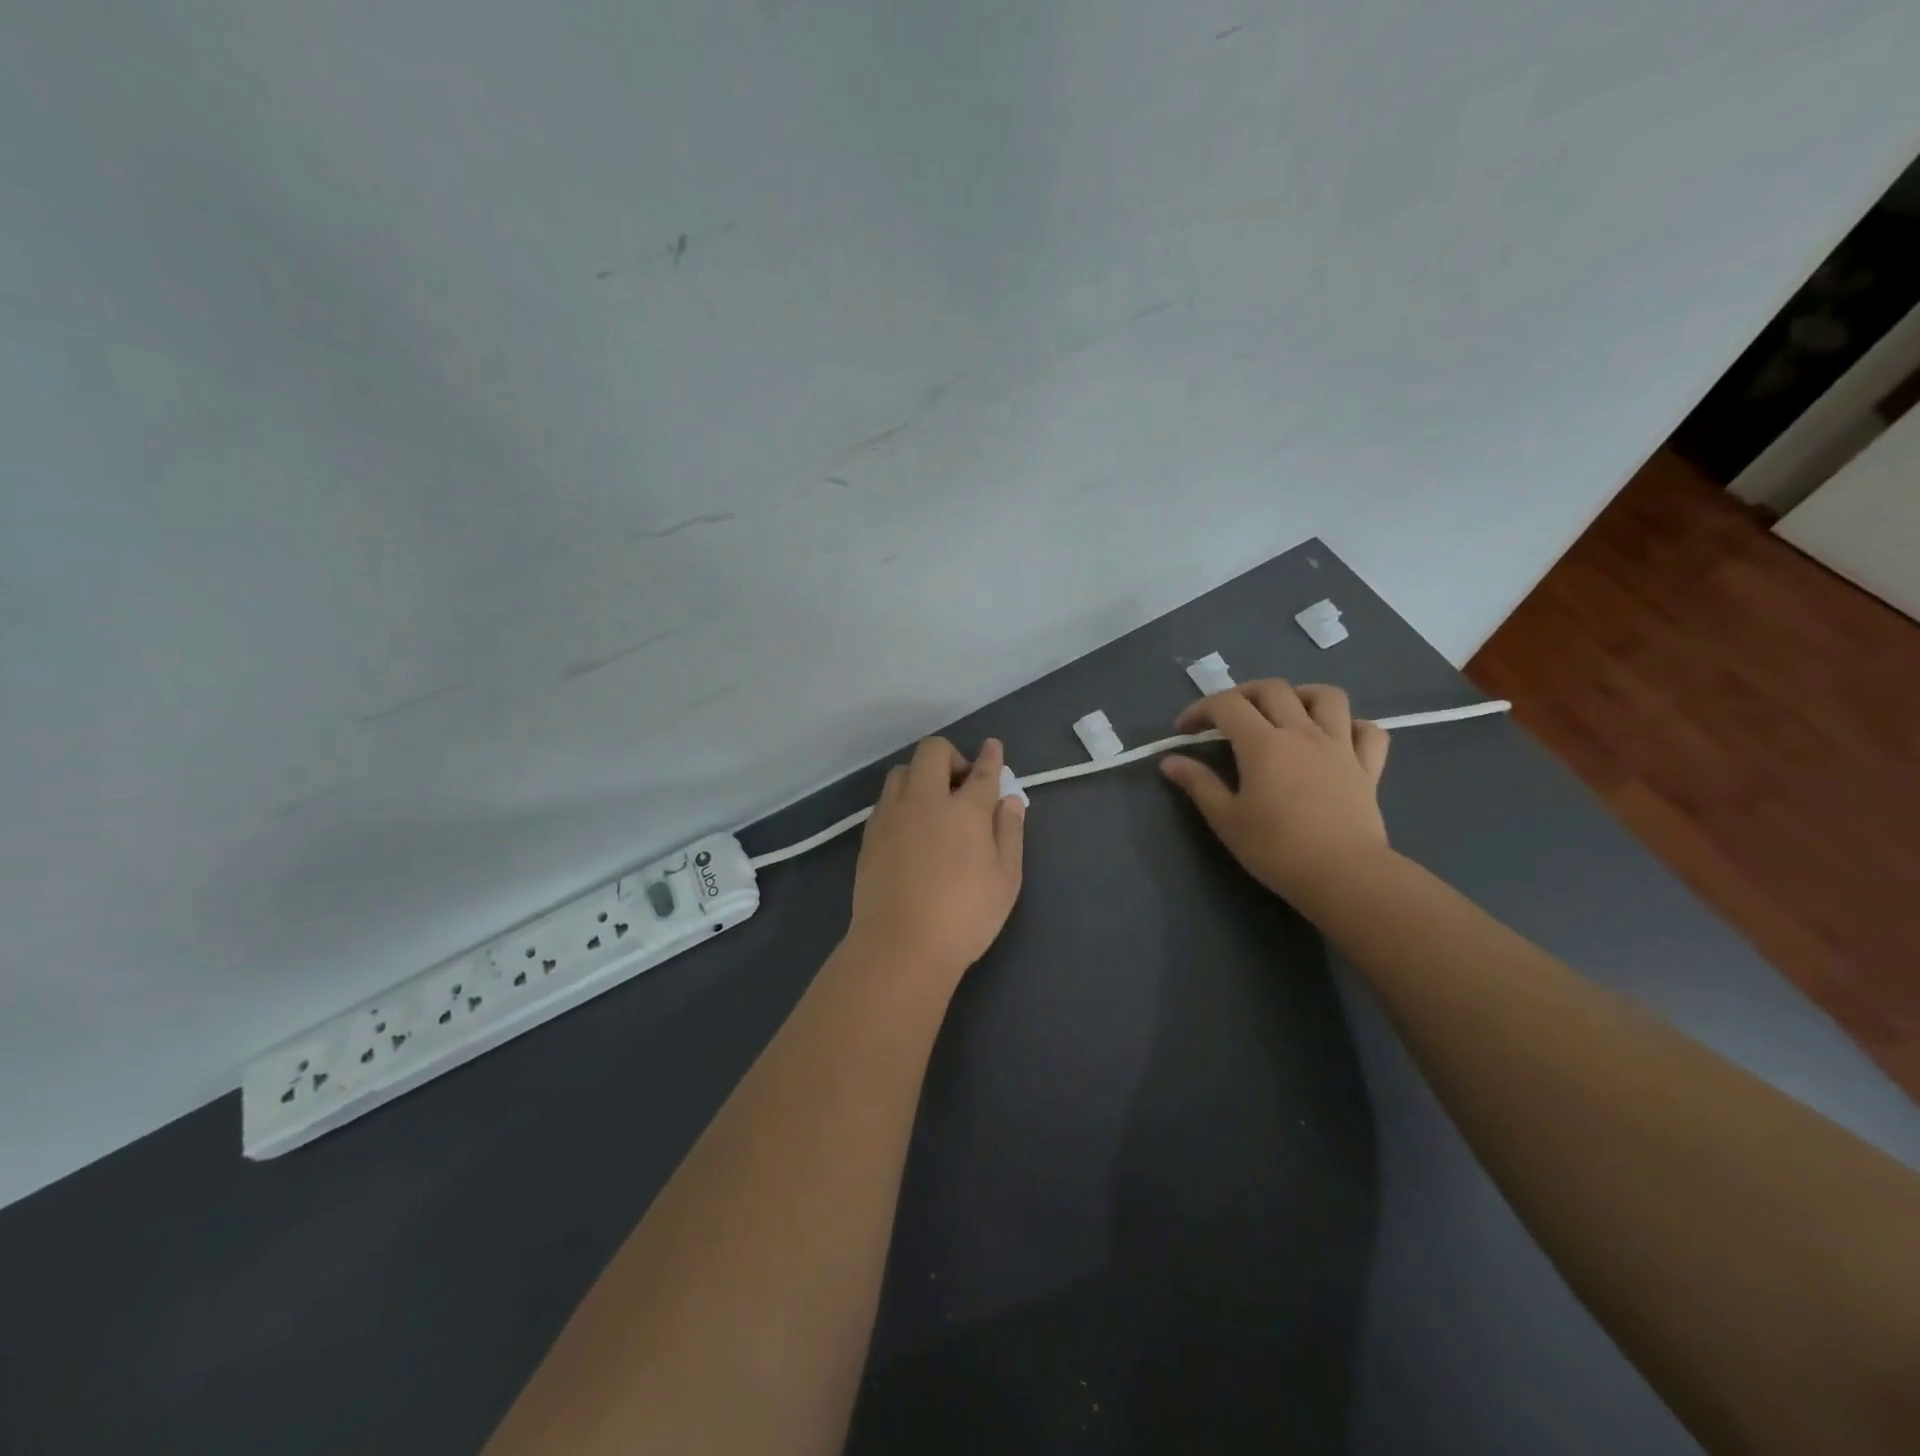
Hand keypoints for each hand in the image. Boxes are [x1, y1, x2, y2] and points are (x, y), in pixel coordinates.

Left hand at [847, 736, 1025, 985]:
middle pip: (933, 753)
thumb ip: (1009, 832)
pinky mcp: (870, 834)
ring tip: (932, 803)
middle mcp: (925, 801)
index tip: (993, 747)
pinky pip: (886, 799)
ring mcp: (892, 815)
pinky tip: (910, 826)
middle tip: (962, 785)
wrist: (900, 945)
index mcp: (964, 810)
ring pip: (902, 771)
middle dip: (951, 756)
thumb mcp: (1005, 879)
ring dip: (921, 775)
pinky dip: (902, 799)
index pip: (981, 771)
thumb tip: (1010, 800)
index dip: (990, 756)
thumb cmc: (964, 916)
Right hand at [1160, 681, 1391, 911]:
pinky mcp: (1368, 767)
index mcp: (1263, 743)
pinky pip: (1368, 731)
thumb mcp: (1226, 819)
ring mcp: (1340, 746)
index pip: (1226, 706)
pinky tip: (1336, 738)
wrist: (1343, 875)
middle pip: (1272, 689)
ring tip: (1286, 713)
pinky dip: (1351, 726)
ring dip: (1302, 695)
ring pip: (1327, 697)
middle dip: (1243, 694)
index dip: (1199, 710)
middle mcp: (1302, 732)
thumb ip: (1198, 784)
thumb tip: (1169, 761)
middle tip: (1227, 718)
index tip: (1184, 732)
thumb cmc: (1276, 848)